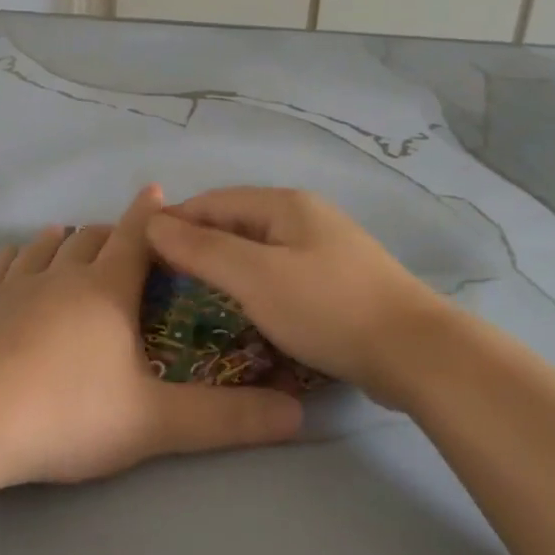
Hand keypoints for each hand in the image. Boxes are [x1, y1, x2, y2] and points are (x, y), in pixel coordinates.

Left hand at [0, 186, 302, 486]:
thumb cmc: (70, 411)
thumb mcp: (156, 421)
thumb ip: (227, 419)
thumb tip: (297, 415)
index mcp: (108, 291)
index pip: (137, 238)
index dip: (151, 215)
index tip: (158, 191)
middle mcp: (63, 277)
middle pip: (92, 240)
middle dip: (112, 232)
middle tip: (124, 234)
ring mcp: (16, 290)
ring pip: (45, 249)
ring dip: (64, 240)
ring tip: (71, 235)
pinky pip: (0, 270)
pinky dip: (14, 258)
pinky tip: (12, 257)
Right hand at [145, 187, 465, 404]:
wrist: (415, 353)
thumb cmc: (327, 308)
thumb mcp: (256, 277)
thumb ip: (202, 249)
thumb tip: (153, 221)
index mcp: (285, 205)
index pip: (214, 201)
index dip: (175, 221)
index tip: (139, 250)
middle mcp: (305, 217)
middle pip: (236, 222)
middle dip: (198, 243)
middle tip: (161, 278)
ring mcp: (325, 248)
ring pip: (258, 249)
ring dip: (224, 265)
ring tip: (193, 294)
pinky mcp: (337, 281)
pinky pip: (280, 272)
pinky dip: (253, 283)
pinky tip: (242, 307)